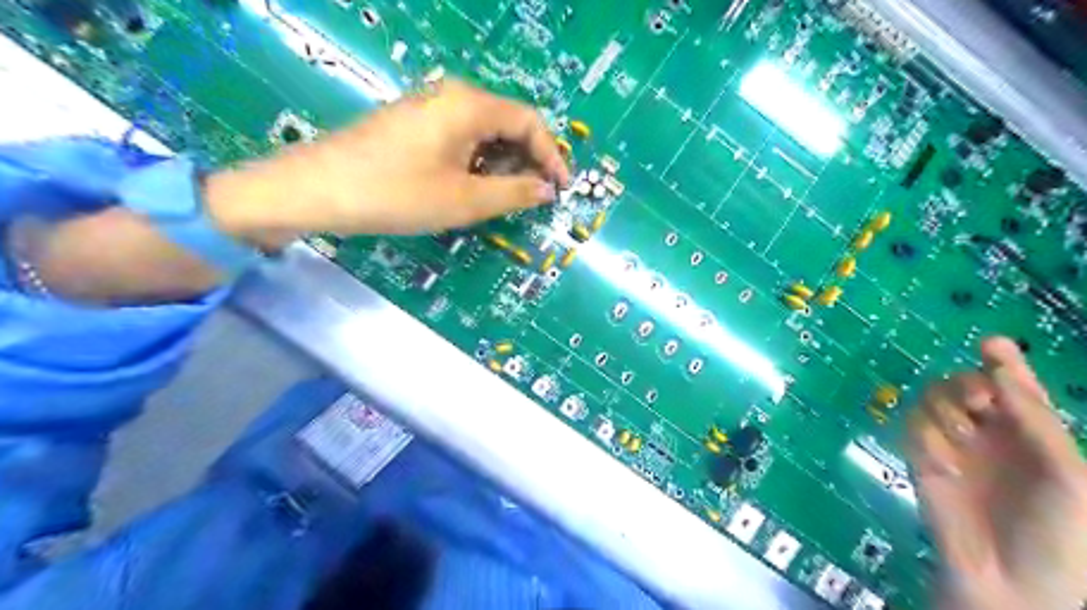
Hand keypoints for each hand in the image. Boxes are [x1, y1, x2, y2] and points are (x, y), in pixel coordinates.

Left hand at [207, 78, 572, 245]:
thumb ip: (513, 193)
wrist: (317, 190)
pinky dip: (477, 163)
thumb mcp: (464, 201)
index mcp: (470, 106)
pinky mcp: (414, 124)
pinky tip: (470, 188)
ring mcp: (430, 108)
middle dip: (528, 161)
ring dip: (502, 165)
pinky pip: (460, 138)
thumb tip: (546, 190)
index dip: (552, 155)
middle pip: (508, 123)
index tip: (560, 188)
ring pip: (484, 133)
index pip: (530, 121)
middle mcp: (453, 96)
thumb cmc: (397, 194)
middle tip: (534, 197)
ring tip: (503, 199)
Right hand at [911, 336, 1085, 609]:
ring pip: (932, 398)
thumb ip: (1035, 419)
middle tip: (978, 404)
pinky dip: (925, 439)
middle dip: (967, 386)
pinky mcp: (920, 456)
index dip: (1004, 362)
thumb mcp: (1067, 473)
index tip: (992, 343)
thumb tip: (997, 368)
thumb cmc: (1060, 532)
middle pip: (965, 383)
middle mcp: (990, 432)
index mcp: (1032, 433)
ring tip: (961, 436)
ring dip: (944, 409)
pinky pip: (911, 426)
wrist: (1011, 580)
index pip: (1014, 386)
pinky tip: (943, 465)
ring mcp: (953, 443)